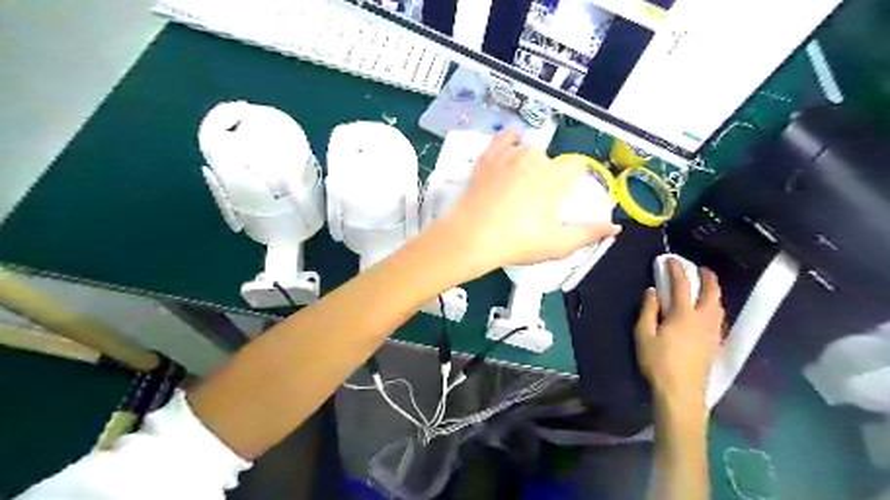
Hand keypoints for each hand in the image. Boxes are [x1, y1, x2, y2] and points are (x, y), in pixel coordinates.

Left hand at [441, 126, 620, 269]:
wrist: (472, 236)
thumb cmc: (518, 242)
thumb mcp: (558, 244)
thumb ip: (588, 233)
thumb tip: (614, 227)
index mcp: (557, 176)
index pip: (576, 167)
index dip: (573, 181)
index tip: (564, 197)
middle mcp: (537, 158)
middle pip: (551, 160)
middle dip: (549, 176)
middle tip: (537, 201)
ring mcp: (510, 154)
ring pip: (529, 149)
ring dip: (530, 161)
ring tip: (521, 182)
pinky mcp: (488, 157)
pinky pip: (503, 138)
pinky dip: (509, 140)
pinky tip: (511, 145)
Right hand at [632, 258, 721, 413]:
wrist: (681, 392)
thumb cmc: (658, 362)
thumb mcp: (644, 335)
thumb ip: (648, 310)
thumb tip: (652, 291)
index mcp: (683, 315)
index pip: (682, 285)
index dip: (676, 270)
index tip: (670, 259)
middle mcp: (703, 320)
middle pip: (711, 293)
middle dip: (707, 277)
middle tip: (701, 268)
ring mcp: (712, 332)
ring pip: (718, 306)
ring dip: (714, 292)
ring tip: (706, 287)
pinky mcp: (715, 344)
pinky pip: (719, 318)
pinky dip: (714, 307)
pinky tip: (708, 311)